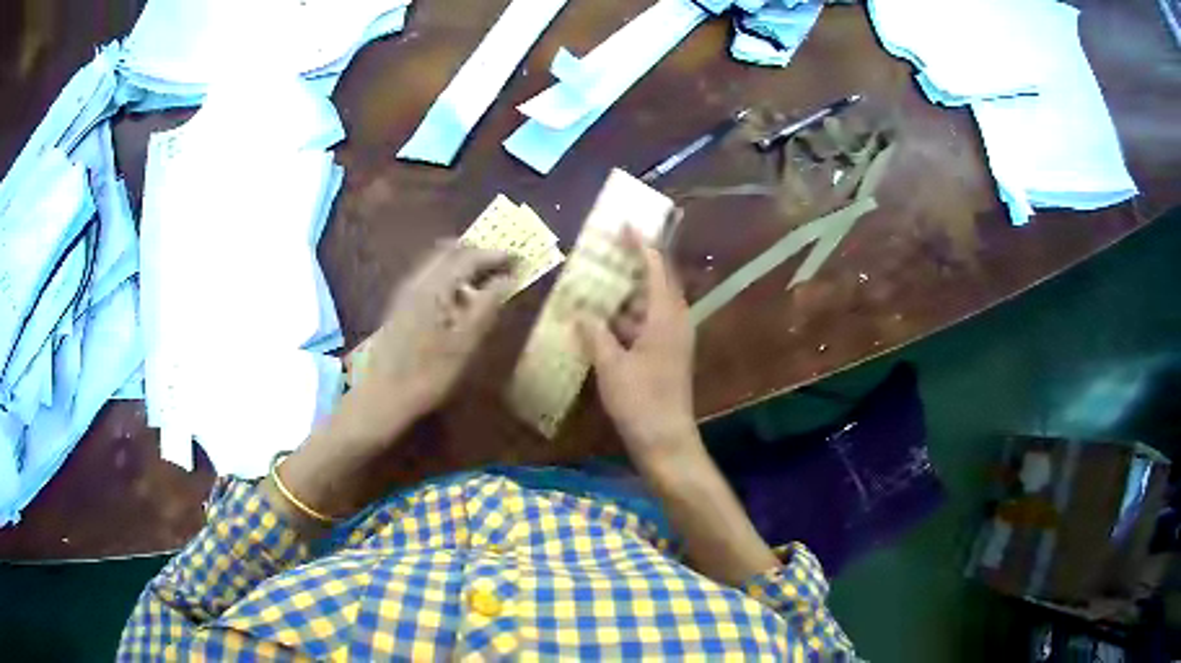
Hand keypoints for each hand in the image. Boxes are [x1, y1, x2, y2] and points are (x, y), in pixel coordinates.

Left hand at [271, 241, 512, 524]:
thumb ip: (488, 305)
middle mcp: (417, 280)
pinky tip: (460, 299)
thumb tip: (508, 278)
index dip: (497, 255)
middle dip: (479, 253)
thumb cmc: (429, 373)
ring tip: (487, 280)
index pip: (469, 256)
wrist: (384, 397)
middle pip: (450, 251)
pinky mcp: (400, 305)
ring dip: (463, 263)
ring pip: (437, 262)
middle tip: (504, 264)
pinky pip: (429, 276)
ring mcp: (405, 292)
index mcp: (434, 286)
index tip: (520, 259)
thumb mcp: (466, 343)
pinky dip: (449, 276)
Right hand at [577, 235, 697, 466]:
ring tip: (597, 279)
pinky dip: (625, 318)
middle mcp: (674, 321)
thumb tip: (581, 312)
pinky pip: (645, 324)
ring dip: (625, 293)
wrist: (665, 440)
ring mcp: (671, 339)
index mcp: (666, 316)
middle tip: (607, 248)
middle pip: (655, 282)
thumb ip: (595, 334)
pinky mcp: (665, 355)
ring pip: (648, 305)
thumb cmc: (641, 400)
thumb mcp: (612, 365)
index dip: (640, 244)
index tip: (624, 224)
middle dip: (633, 264)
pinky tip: (601, 319)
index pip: (656, 267)